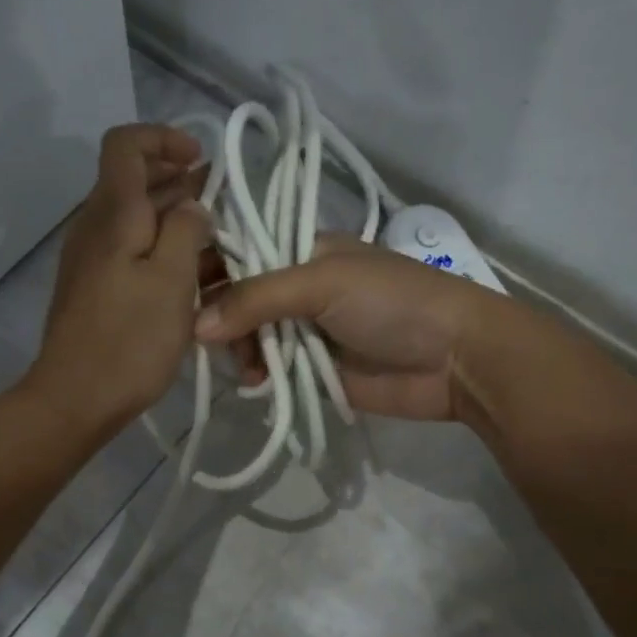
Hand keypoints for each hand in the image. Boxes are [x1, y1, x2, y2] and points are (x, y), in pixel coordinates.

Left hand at [27, 124, 212, 433]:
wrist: (75, 398)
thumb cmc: (129, 338)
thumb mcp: (172, 280)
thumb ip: (185, 229)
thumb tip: (191, 205)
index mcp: (113, 212)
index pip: (125, 144)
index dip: (163, 138)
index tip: (200, 160)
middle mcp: (95, 225)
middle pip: (132, 179)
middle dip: (178, 178)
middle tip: (222, 200)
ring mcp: (91, 257)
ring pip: (134, 217)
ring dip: (174, 215)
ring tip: (217, 237)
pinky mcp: (94, 287)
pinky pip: (130, 249)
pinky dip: (161, 247)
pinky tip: (191, 272)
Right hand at [194, 236, 492, 421]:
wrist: (456, 358)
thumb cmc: (393, 302)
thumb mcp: (323, 283)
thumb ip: (257, 298)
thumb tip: (196, 326)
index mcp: (303, 251)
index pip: (242, 252)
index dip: (210, 268)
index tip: (180, 291)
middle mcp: (300, 289)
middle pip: (240, 299)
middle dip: (221, 318)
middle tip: (207, 340)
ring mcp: (307, 332)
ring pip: (251, 339)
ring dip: (240, 352)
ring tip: (246, 369)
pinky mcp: (314, 371)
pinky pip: (273, 371)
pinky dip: (259, 377)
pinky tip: (257, 384)